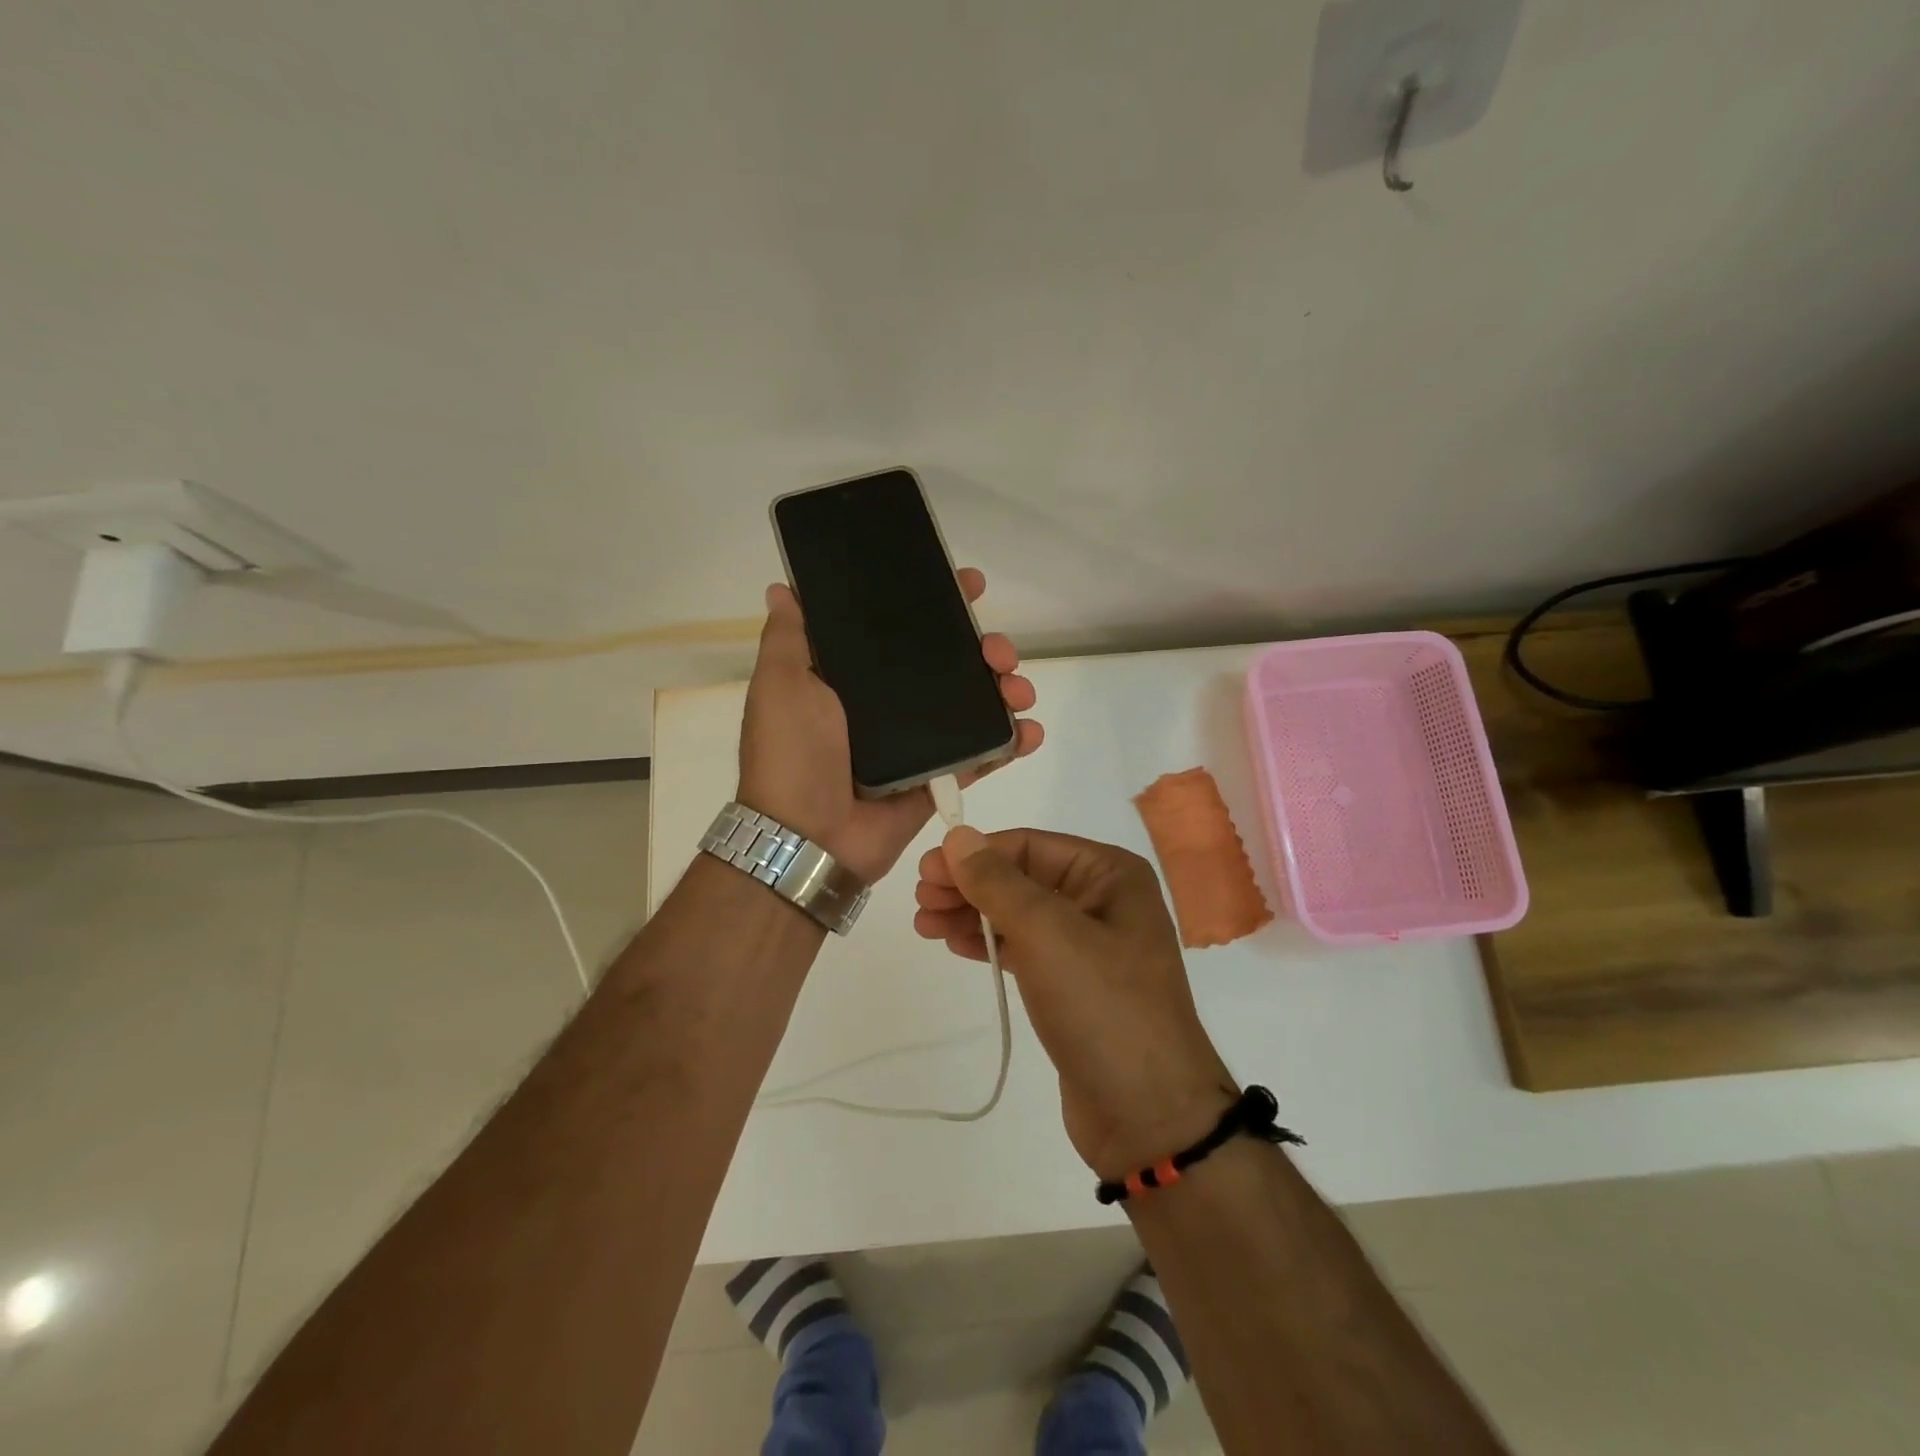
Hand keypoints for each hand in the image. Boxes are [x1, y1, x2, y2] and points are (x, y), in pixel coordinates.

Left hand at [736, 570, 1043, 884]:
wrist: (808, 838)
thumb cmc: (792, 754)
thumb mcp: (780, 685)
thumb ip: (789, 638)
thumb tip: (782, 588)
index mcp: (855, 679)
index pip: (903, 630)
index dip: (937, 605)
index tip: (968, 585)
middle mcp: (889, 706)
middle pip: (950, 665)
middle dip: (984, 648)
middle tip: (998, 650)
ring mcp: (918, 744)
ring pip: (973, 705)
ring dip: (1005, 690)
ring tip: (1018, 691)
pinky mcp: (938, 779)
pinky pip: (982, 755)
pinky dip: (1011, 742)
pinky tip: (1031, 730)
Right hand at [912, 827, 1237, 1179]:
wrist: (1148, 1116)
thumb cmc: (1102, 1007)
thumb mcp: (1047, 933)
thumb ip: (997, 881)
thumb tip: (958, 836)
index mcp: (1110, 874)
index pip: (1029, 845)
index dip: (975, 854)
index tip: (926, 871)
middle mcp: (1103, 900)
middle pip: (1022, 878)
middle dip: (970, 885)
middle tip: (921, 900)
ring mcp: (1090, 945)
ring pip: (1019, 914)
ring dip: (972, 914)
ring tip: (925, 924)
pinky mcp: (1074, 985)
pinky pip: (1025, 949)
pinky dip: (991, 943)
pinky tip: (956, 944)